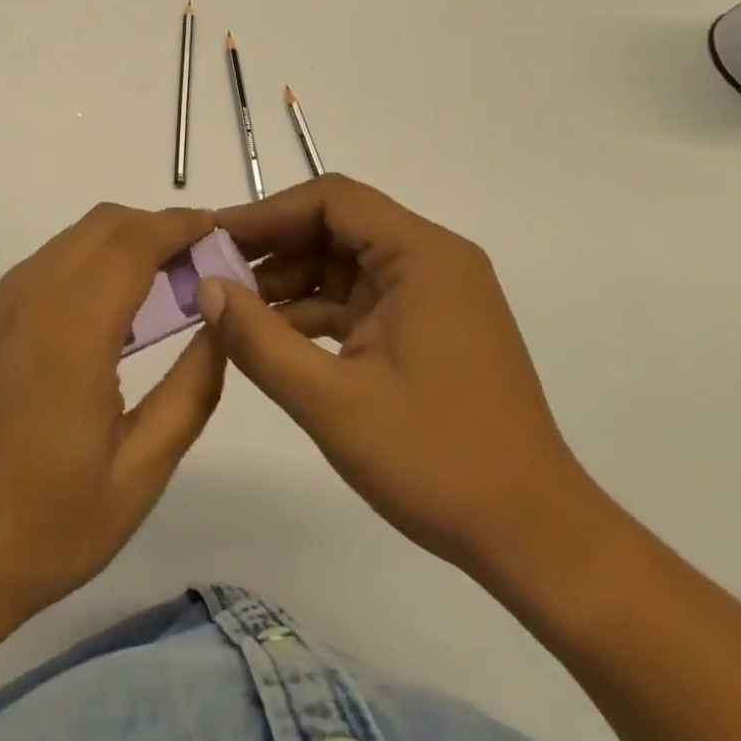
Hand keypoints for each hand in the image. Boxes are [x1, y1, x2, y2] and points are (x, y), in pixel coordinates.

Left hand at [0, 204, 226, 623]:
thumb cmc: (50, 523)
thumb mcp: (141, 471)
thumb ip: (190, 390)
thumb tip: (219, 324)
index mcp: (71, 331)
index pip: (131, 243)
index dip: (176, 225)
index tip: (212, 228)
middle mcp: (29, 299)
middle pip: (100, 226)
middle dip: (151, 227)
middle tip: (191, 263)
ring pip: (68, 241)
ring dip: (117, 244)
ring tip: (154, 287)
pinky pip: (40, 267)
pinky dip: (82, 264)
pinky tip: (99, 316)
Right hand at [198, 175, 584, 581]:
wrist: (536, 540)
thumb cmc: (437, 462)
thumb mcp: (331, 402)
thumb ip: (259, 339)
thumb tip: (204, 288)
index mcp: (422, 256)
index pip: (333, 200)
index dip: (268, 212)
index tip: (216, 237)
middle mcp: (431, 260)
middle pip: (337, 225)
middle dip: (274, 246)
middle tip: (215, 271)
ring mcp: (432, 294)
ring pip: (344, 262)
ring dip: (289, 281)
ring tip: (233, 308)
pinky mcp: (426, 326)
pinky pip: (358, 297)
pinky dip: (314, 310)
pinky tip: (273, 335)